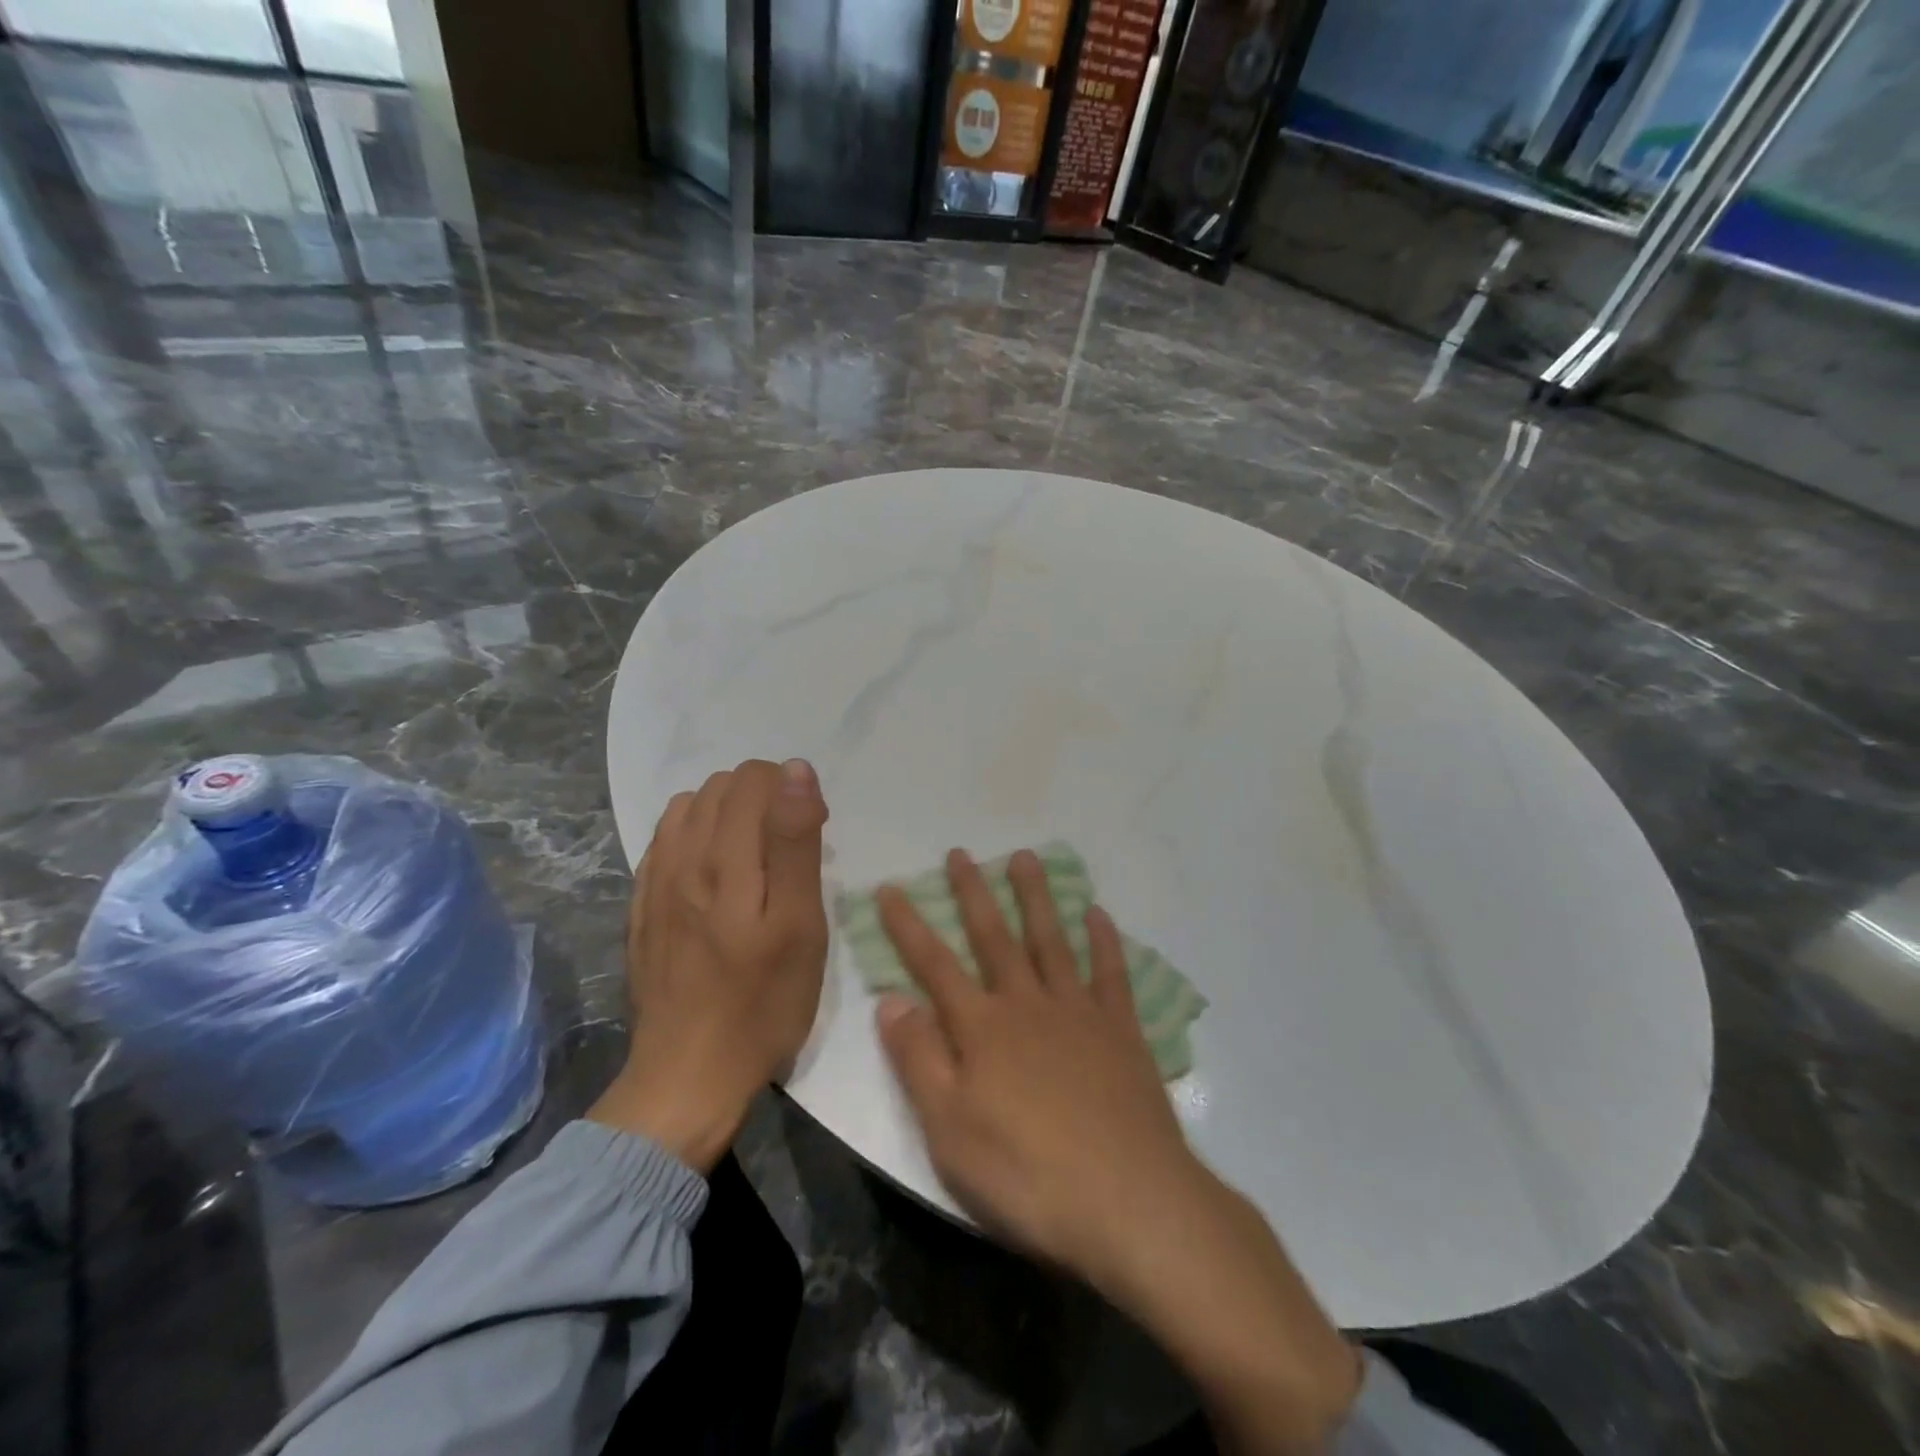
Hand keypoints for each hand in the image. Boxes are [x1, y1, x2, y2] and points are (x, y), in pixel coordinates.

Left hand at [589, 759, 828, 1171]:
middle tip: (789, 848)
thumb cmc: (763, 1002)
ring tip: (755, 856)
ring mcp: (654, 882)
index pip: (754, 779)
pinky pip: (665, 841)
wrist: (689, 1074)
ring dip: (728, 814)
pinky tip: (716, 873)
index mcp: (725, 859)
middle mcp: (681, 857)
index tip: (814, 831)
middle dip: (763, 798)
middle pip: (721, 786)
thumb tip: (796, 771)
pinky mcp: (641, 906)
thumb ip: (795, 842)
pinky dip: (696, 836)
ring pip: (689, 808)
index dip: (792, 791)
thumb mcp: (800, 924)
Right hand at [877, 848, 1361, 1453]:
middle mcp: (1028, 1005)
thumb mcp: (949, 1130)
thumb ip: (919, 1060)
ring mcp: (1079, 1012)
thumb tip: (891, 1000)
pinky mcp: (1122, 1031)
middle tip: (960, 852)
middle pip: (994, 938)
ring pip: (1051, 940)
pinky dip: (1104, 940)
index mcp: (983, 1028)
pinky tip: (1099, 913)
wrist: (1129, 1202)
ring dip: (1036, 897)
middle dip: (973, 894)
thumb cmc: (1027, 1174)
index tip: (891, 887)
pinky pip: (1111, 973)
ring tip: (1025, 857)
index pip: (934, 966)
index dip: (909, 926)